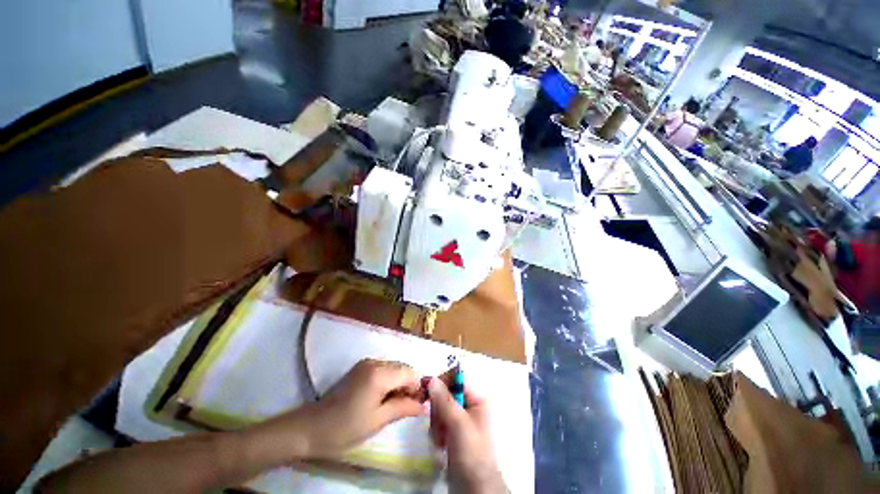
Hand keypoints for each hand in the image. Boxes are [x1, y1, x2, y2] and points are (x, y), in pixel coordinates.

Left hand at [298, 359, 425, 458]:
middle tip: (407, 407)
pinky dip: (389, 380)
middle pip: (403, 367)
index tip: (417, 405)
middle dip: (409, 384)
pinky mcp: (361, 367)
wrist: (311, 427)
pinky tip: (383, 397)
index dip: (417, 387)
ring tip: (394, 404)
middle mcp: (375, 362)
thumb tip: (425, 406)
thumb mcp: (378, 421)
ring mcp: (366, 363)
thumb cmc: (346, 428)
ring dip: (399, 382)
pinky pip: (384, 369)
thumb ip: (404, 408)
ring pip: (394, 367)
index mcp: (380, 374)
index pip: (410, 372)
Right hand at [428, 378, 507, 493]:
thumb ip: (445, 401)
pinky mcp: (453, 428)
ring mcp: (461, 416)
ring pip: (440, 406)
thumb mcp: (459, 425)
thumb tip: (432, 379)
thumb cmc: (472, 453)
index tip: (427, 390)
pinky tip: (441, 444)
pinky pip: (439, 419)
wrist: (474, 488)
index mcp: (478, 397)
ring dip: (436, 422)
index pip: (457, 377)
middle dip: (438, 409)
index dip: (442, 381)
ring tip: (441, 439)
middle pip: (445, 391)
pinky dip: (436, 430)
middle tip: (439, 425)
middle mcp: (470, 403)